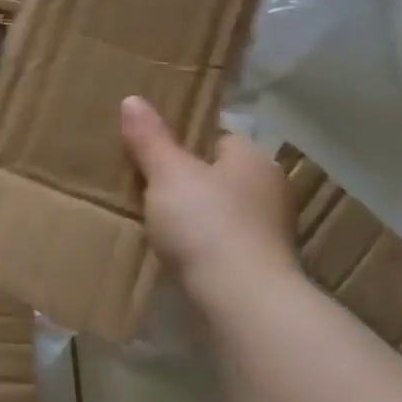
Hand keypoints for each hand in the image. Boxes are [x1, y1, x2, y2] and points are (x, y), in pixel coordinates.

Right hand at [119, 96, 298, 302]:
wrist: (241, 301)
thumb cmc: (206, 223)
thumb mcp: (167, 173)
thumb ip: (150, 138)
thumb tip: (133, 99)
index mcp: (253, 159)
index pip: (216, 136)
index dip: (183, 139)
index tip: (150, 148)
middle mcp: (268, 190)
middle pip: (217, 173)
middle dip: (186, 178)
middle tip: (143, 180)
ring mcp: (267, 232)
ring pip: (218, 209)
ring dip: (192, 213)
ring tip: (151, 215)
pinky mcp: (257, 266)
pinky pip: (219, 241)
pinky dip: (198, 242)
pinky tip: (173, 248)